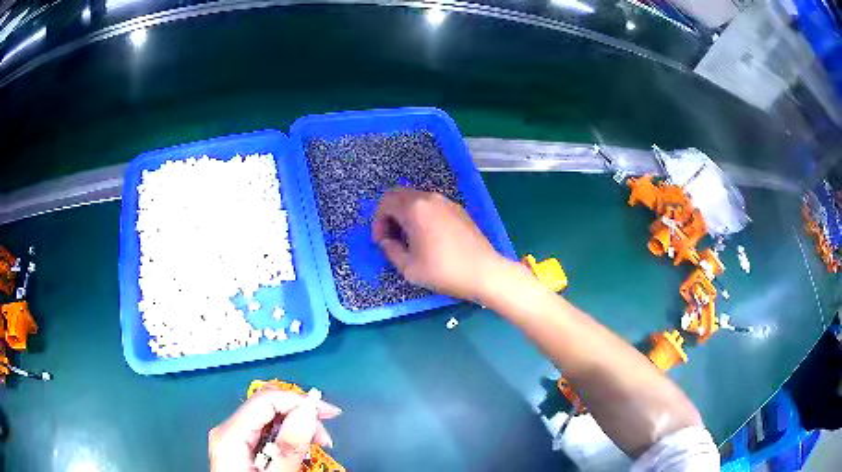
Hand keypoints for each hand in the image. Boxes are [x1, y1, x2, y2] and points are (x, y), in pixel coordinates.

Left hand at [209, 387, 341, 471]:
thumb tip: (307, 412)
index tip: (331, 415)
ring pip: (267, 418)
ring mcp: (232, 439)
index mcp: (231, 434)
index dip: (300, 401)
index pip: (266, 400)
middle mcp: (228, 430)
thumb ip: (288, 448)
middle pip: (266, 406)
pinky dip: (285, 438)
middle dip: (300, 415)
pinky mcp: (238, 448)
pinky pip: (264, 433)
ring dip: (295, 427)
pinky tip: (296, 452)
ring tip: (315, 447)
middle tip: (325, 439)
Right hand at [372, 187, 508, 301]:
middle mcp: (430, 198)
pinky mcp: (458, 209)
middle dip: (390, 214)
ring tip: (409, 239)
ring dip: (406, 214)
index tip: (382, 241)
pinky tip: (428, 237)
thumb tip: (386, 241)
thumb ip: (390, 250)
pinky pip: (431, 205)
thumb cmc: (443, 271)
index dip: (378, 222)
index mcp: (415, 208)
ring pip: (416, 199)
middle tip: (391, 237)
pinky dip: (421, 215)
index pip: (385, 203)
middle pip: (399, 195)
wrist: (484, 272)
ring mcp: (446, 202)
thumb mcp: (409, 268)